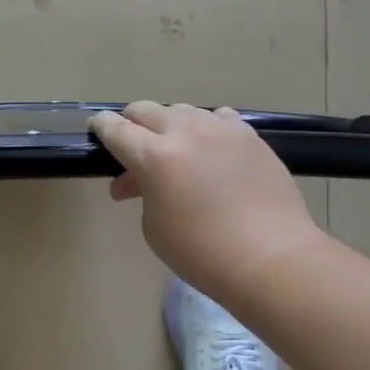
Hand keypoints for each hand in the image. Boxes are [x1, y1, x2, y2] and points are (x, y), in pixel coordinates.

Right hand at [88, 102, 322, 296]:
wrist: (273, 258)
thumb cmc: (202, 252)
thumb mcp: (154, 226)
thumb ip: (143, 191)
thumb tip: (141, 180)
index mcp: (154, 157)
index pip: (115, 128)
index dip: (101, 126)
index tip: (97, 128)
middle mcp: (185, 133)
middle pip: (146, 110)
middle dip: (132, 123)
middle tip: (132, 146)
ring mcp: (221, 130)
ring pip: (182, 111)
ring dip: (169, 126)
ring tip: (174, 151)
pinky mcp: (250, 136)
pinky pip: (218, 118)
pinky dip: (206, 128)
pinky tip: (210, 148)